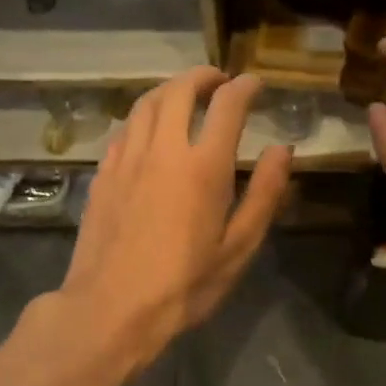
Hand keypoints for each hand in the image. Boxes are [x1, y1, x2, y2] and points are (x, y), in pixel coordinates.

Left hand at [59, 67, 291, 365]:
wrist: (111, 310)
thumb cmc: (185, 284)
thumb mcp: (239, 247)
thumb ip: (265, 194)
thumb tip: (283, 149)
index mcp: (203, 166)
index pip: (227, 105)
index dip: (244, 87)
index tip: (255, 84)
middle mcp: (162, 150)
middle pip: (178, 90)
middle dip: (202, 76)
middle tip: (219, 80)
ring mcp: (126, 159)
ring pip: (145, 104)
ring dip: (169, 90)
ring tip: (184, 95)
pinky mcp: (103, 174)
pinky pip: (125, 129)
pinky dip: (143, 117)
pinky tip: (149, 131)